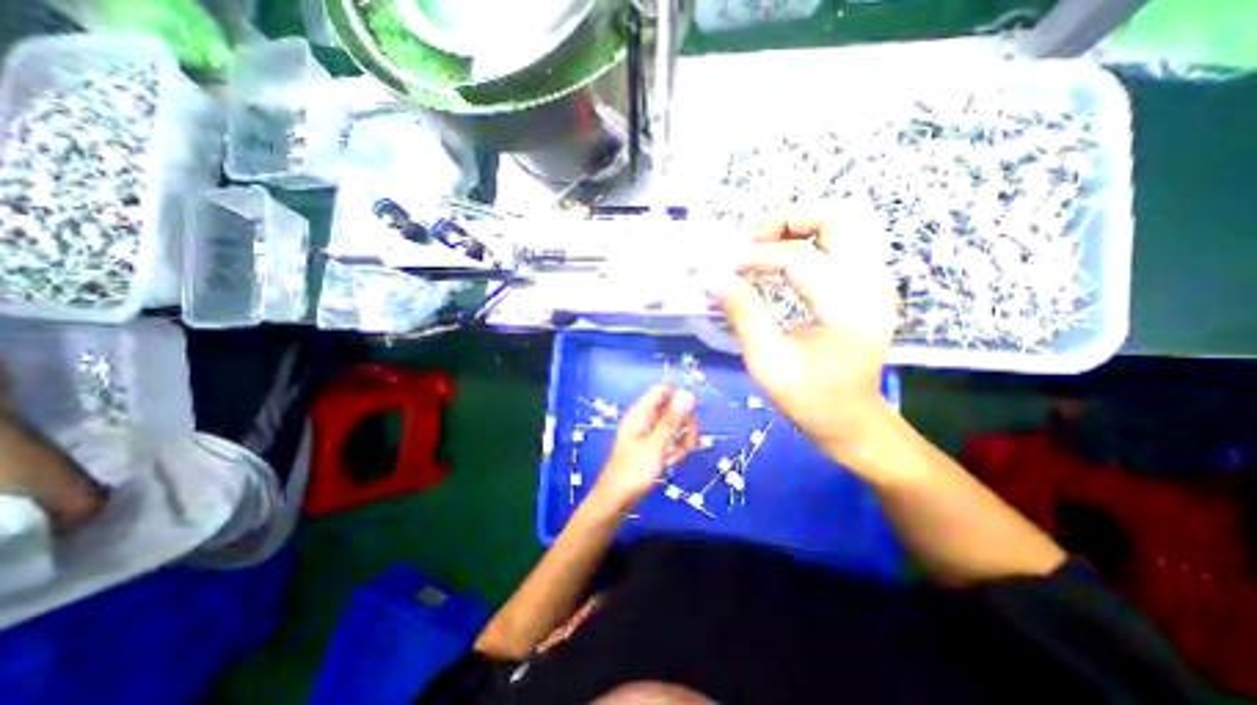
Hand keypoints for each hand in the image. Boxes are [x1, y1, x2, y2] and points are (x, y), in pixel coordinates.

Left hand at [589, 386, 698, 513]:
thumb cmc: (633, 472)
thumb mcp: (656, 445)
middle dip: (684, 424)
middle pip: (673, 407)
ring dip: (681, 440)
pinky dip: (674, 448)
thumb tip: (688, 393)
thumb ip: (672, 419)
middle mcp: (645, 417)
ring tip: (675, 458)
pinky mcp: (651, 444)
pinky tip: (671, 462)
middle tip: (686, 445)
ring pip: (674, 425)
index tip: (691, 416)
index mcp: (641, 412)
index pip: (664, 389)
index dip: (680, 398)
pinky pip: (669, 438)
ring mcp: (648, 431)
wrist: (615, 500)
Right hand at [712, 208, 899, 462]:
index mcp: (848, 307)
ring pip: (844, 226)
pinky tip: (783, 259)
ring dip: (800, 227)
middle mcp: (871, 284)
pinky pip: (844, 244)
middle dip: (787, 222)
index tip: (724, 268)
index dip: (755, 257)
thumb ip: (743, 314)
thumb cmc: (809, 398)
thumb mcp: (768, 361)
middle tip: (751, 243)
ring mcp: (876, 282)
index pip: (798, 258)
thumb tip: (716, 279)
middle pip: (837, 219)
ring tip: (764, 247)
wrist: (851, 420)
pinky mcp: (869, 287)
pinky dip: (811, 240)